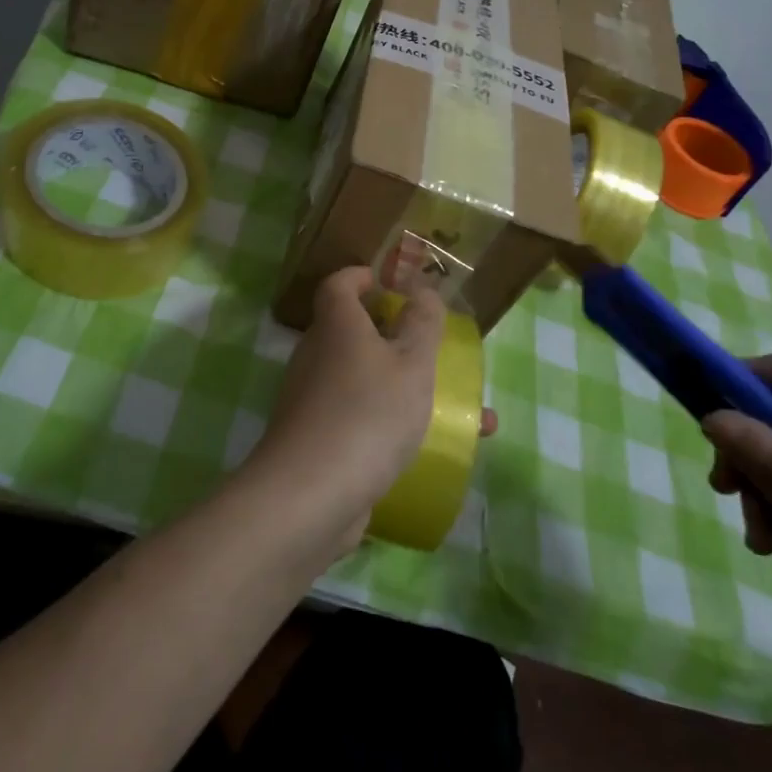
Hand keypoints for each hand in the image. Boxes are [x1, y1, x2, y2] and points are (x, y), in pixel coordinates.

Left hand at [244, 267, 447, 555]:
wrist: (310, 495)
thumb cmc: (367, 414)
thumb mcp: (411, 363)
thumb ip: (422, 323)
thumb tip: (422, 290)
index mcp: (336, 326)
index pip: (338, 285)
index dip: (360, 277)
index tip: (386, 282)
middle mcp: (316, 356)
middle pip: (351, 333)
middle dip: (394, 339)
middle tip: (431, 350)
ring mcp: (311, 401)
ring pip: (364, 382)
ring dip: (404, 388)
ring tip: (461, 413)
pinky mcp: (315, 441)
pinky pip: (360, 419)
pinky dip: (391, 425)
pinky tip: (431, 451)